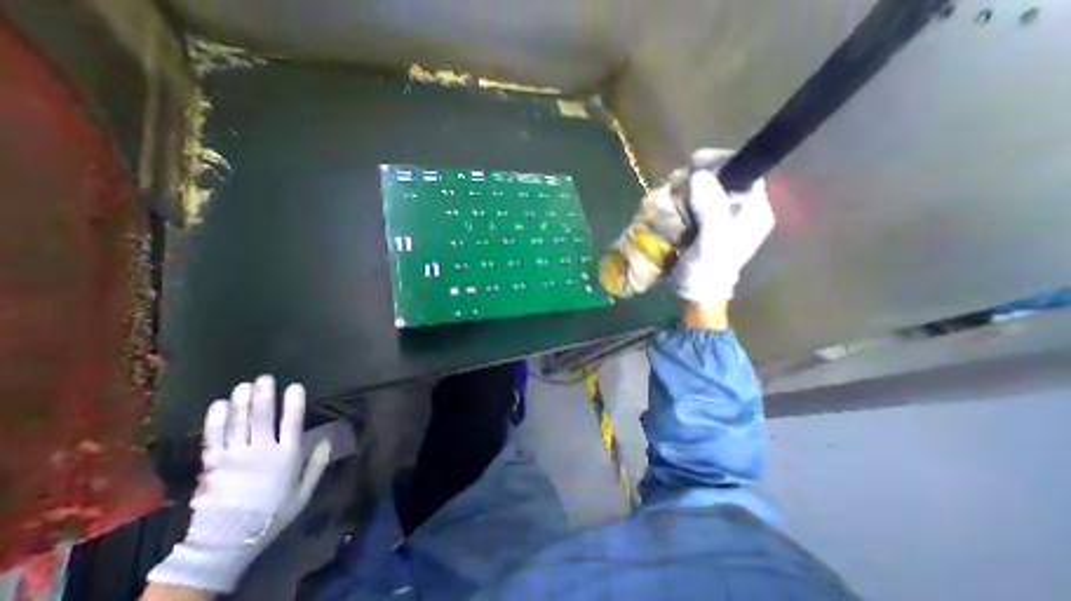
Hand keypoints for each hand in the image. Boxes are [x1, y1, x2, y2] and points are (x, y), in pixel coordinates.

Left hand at [147, 376, 331, 590]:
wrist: (226, 542)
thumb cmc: (272, 513)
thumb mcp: (304, 493)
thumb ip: (317, 465)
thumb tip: (327, 440)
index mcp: (287, 456)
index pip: (292, 423)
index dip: (294, 403)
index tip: (295, 386)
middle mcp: (261, 451)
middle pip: (263, 419)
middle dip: (264, 396)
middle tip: (264, 378)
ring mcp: (234, 458)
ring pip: (238, 425)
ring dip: (242, 403)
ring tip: (245, 385)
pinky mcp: (213, 466)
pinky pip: (214, 439)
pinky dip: (216, 421)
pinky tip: (220, 405)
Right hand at [672, 144, 775, 304]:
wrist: (697, 294)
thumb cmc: (707, 271)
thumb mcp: (711, 241)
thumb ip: (711, 208)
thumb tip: (699, 174)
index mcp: (754, 211)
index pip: (746, 172)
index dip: (722, 162)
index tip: (695, 162)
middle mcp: (742, 210)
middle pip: (724, 179)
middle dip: (701, 177)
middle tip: (678, 183)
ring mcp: (724, 218)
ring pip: (708, 190)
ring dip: (688, 189)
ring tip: (672, 195)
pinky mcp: (708, 225)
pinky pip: (697, 203)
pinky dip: (683, 201)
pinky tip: (673, 206)